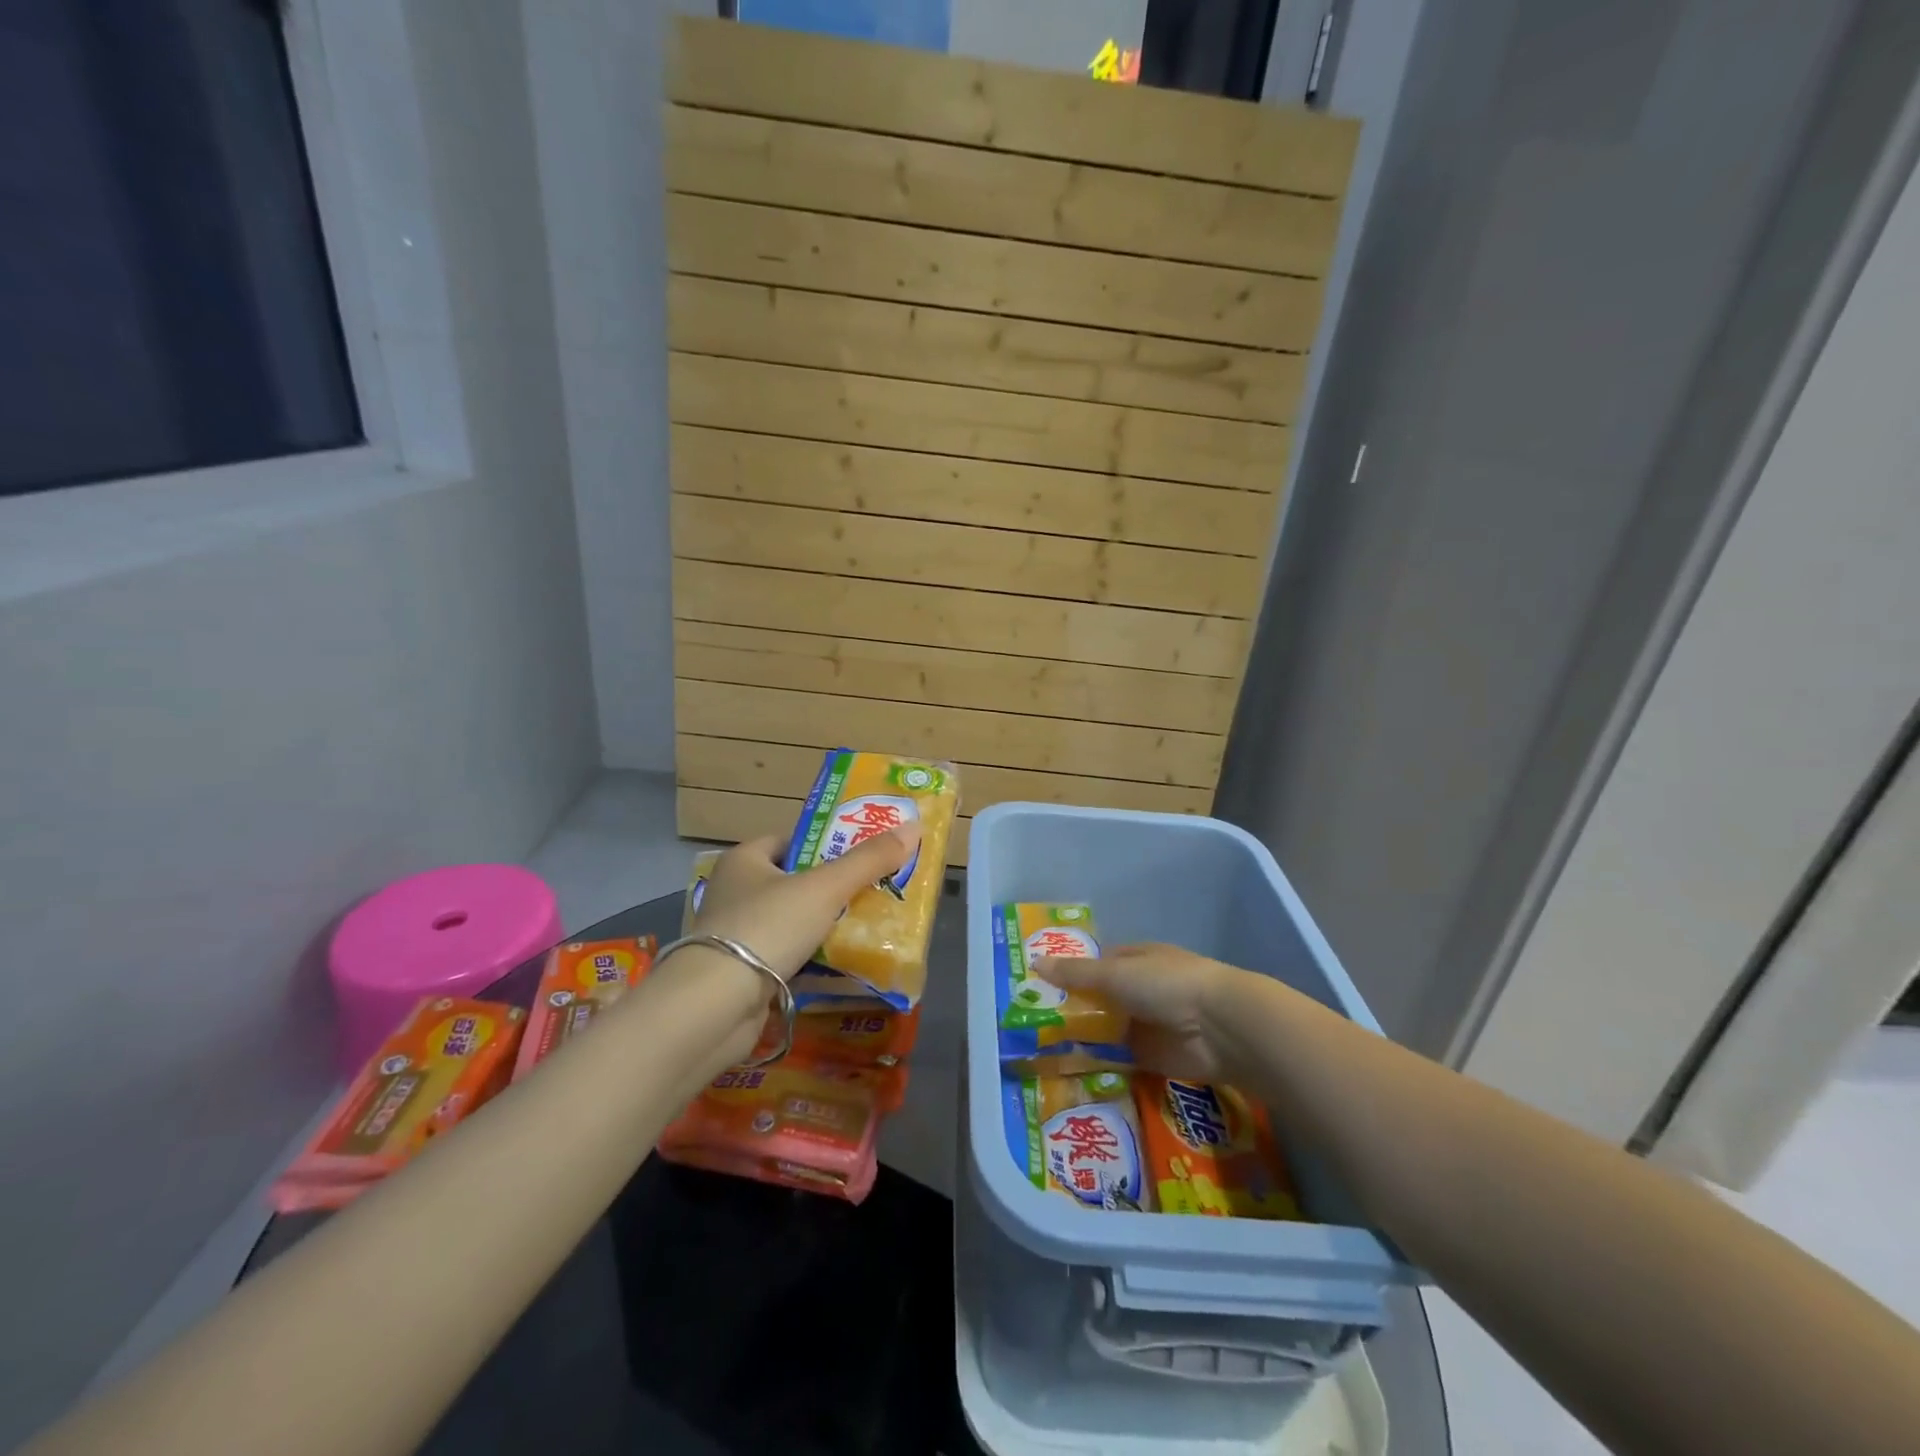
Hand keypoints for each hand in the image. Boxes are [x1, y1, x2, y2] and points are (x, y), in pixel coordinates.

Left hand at [691, 825, 920, 979]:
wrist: (714, 1007)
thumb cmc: (766, 927)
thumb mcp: (825, 888)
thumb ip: (868, 860)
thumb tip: (913, 827)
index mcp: (745, 860)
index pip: (792, 839)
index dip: (827, 843)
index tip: (863, 853)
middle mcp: (735, 892)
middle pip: (796, 882)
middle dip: (835, 889)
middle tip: (877, 891)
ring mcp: (736, 935)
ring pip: (794, 922)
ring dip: (827, 927)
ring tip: (870, 927)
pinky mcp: (741, 974)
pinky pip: (788, 958)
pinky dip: (813, 960)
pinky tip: (844, 965)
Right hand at [1035, 942, 1244, 1083]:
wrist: (1219, 1028)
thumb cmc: (1166, 984)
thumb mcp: (1115, 973)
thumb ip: (1076, 974)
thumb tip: (1034, 963)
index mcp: (1135, 959)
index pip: (1097, 964)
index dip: (1070, 974)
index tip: (1038, 987)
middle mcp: (1140, 990)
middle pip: (1099, 1000)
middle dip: (1071, 1010)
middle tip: (1030, 1024)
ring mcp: (1146, 1025)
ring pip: (1106, 1031)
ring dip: (1082, 1039)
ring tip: (1039, 1051)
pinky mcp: (1151, 1058)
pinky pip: (1117, 1059)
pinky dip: (1098, 1064)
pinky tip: (1067, 1070)